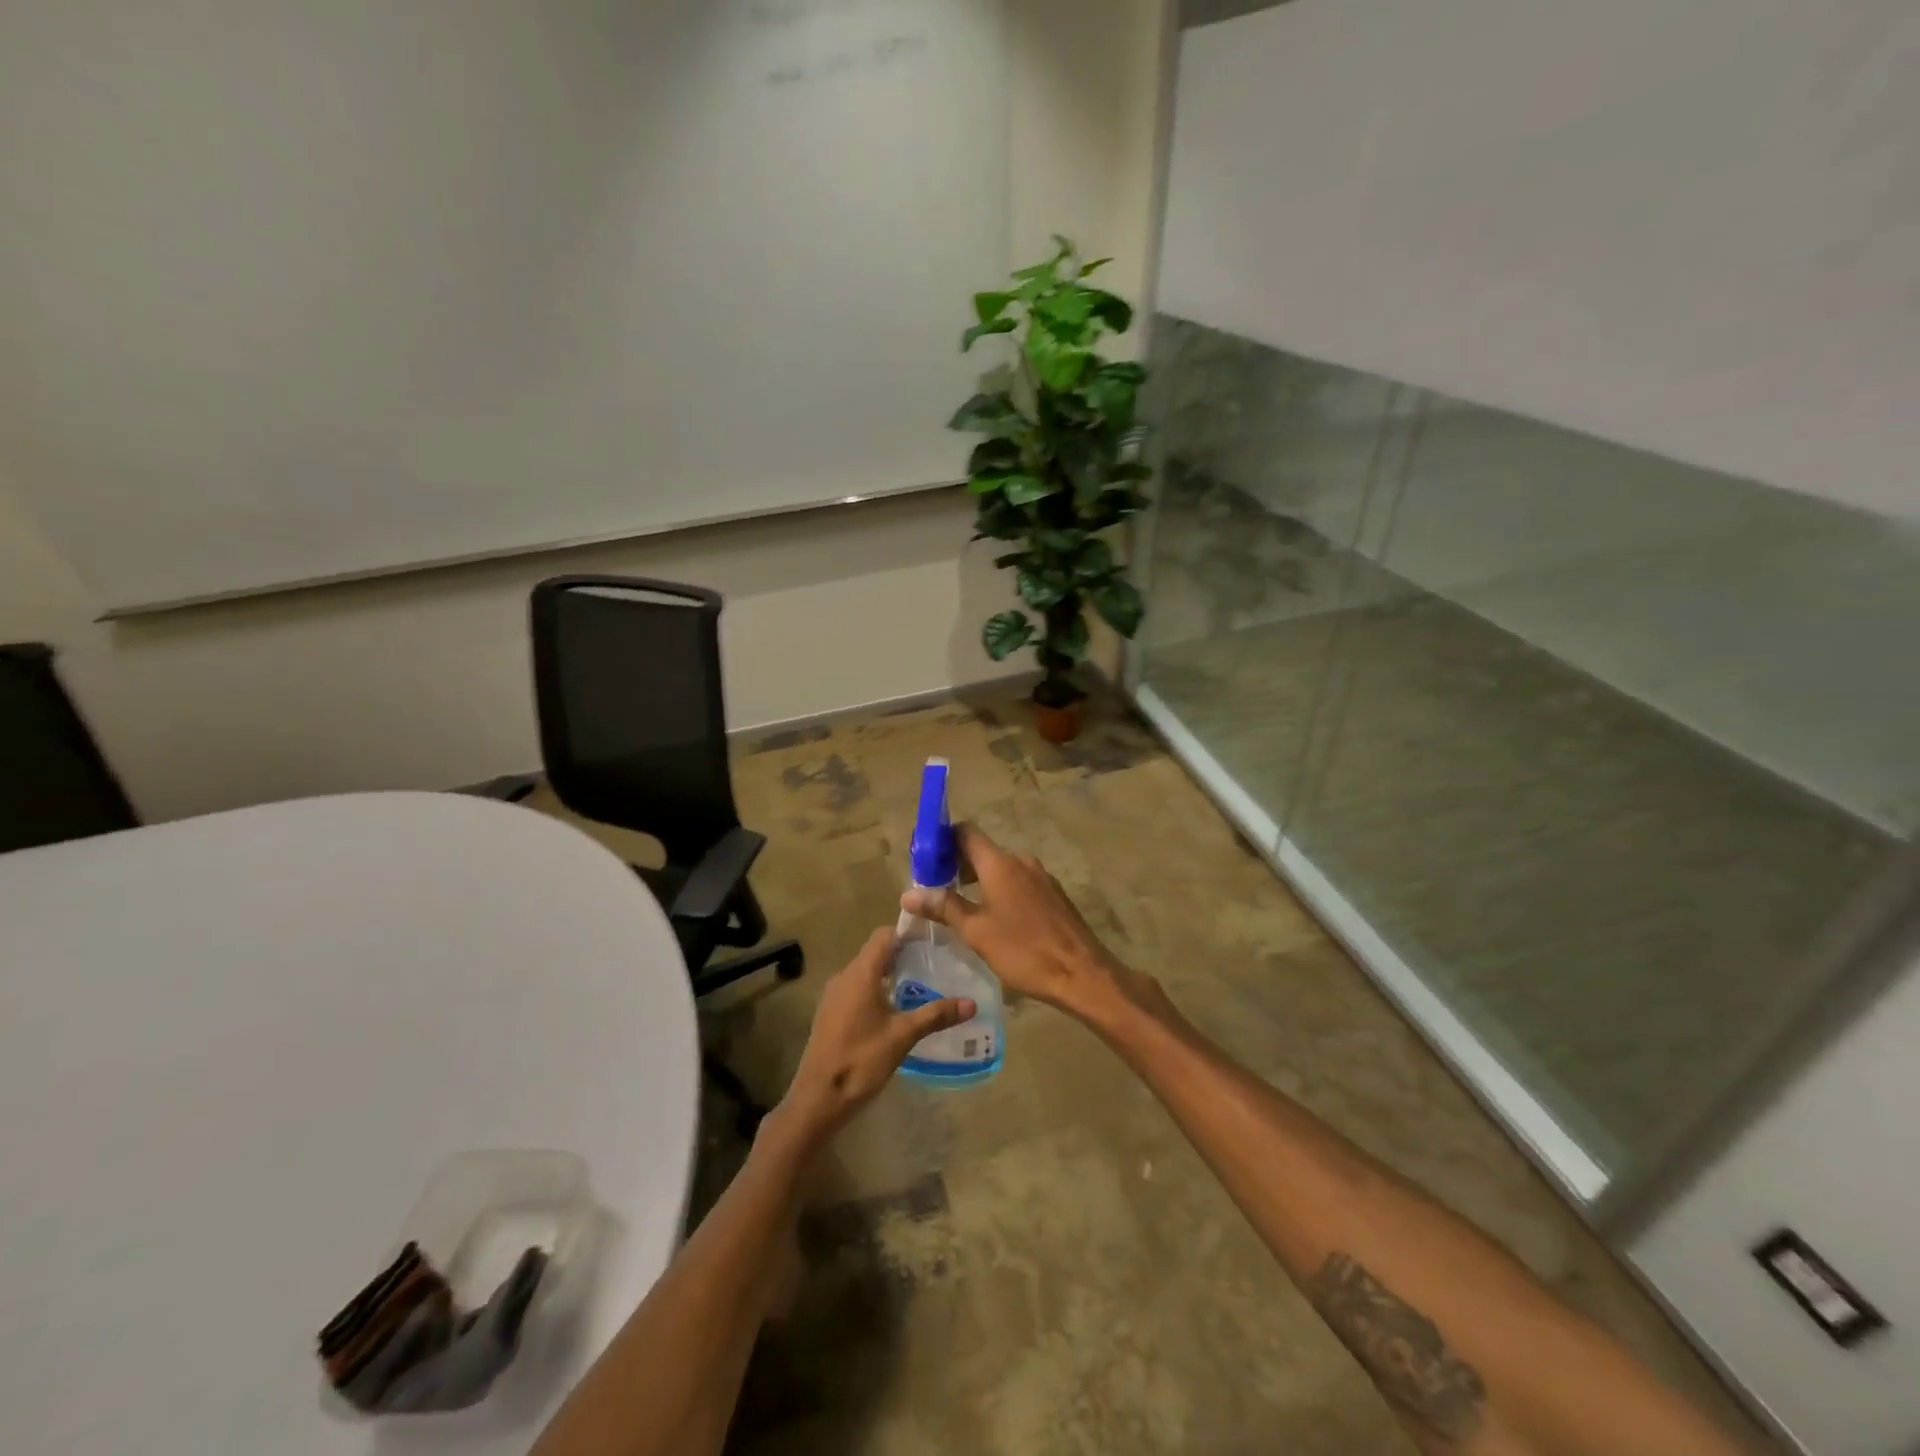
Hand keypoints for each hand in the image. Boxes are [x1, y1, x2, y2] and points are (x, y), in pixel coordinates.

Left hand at [775, 928, 975, 1143]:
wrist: (817, 1099)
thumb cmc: (860, 1060)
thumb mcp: (902, 1036)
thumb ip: (935, 1015)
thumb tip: (971, 1003)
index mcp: (860, 973)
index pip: (884, 935)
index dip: (907, 932)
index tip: (933, 938)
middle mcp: (844, 976)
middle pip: (875, 952)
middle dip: (903, 954)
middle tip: (935, 962)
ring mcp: (834, 995)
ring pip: (866, 971)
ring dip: (890, 973)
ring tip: (921, 984)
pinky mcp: (831, 1013)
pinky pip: (857, 988)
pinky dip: (877, 989)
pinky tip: (896, 1009)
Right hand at [900, 824, 1157, 1023]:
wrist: (1083, 974)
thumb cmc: (1024, 950)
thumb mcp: (976, 931)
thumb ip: (943, 907)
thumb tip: (908, 893)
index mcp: (999, 863)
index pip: (965, 832)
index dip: (942, 839)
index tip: (924, 858)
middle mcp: (1021, 861)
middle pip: (982, 850)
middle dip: (957, 864)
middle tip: (935, 888)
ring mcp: (1041, 877)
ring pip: (1001, 868)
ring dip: (979, 880)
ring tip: (960, 906)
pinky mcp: (1054, 895)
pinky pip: (1018, 882)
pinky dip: (1000, 890)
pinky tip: (994, 918)